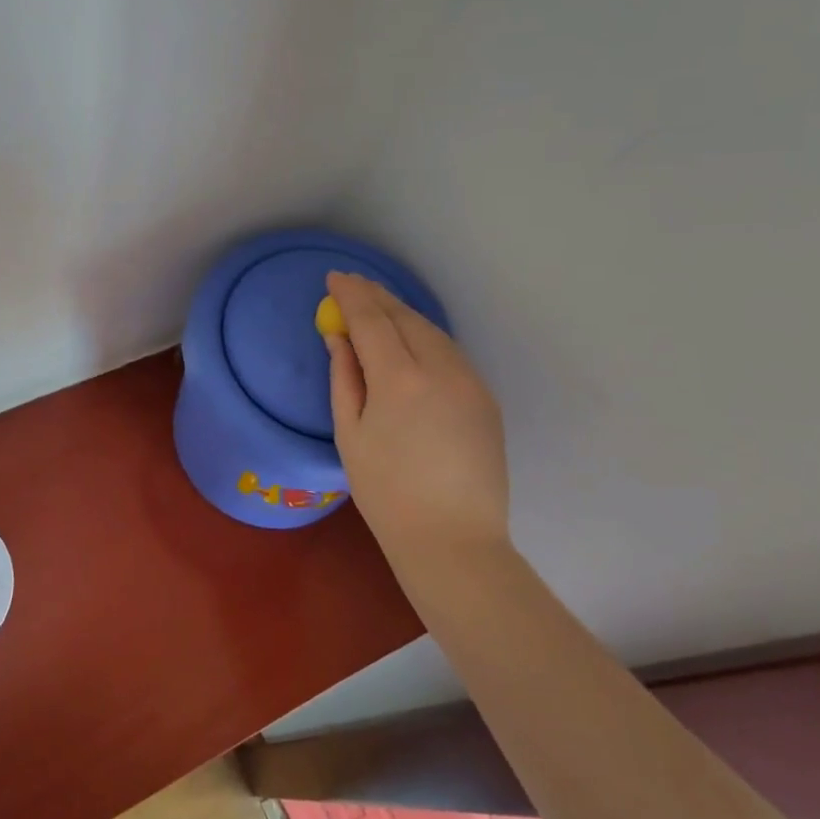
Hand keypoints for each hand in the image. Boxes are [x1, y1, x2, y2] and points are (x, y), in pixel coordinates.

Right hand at [323, 272, 509, 562]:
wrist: (454, 540)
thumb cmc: (387, 493)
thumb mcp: (350, 434)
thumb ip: (344, 377)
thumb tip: (338, 337)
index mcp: (400, 380)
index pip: (372, 319)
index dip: (351, 295)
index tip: (334, 278)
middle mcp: (441, 369)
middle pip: (405, 317)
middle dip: (376, 297)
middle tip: (353, 284)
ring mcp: (470, 382)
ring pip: (432, 331)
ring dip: (402, 314)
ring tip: (377, 306)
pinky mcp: (485, 397)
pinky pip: (449, 353)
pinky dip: (424, 336)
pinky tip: (409, 340)